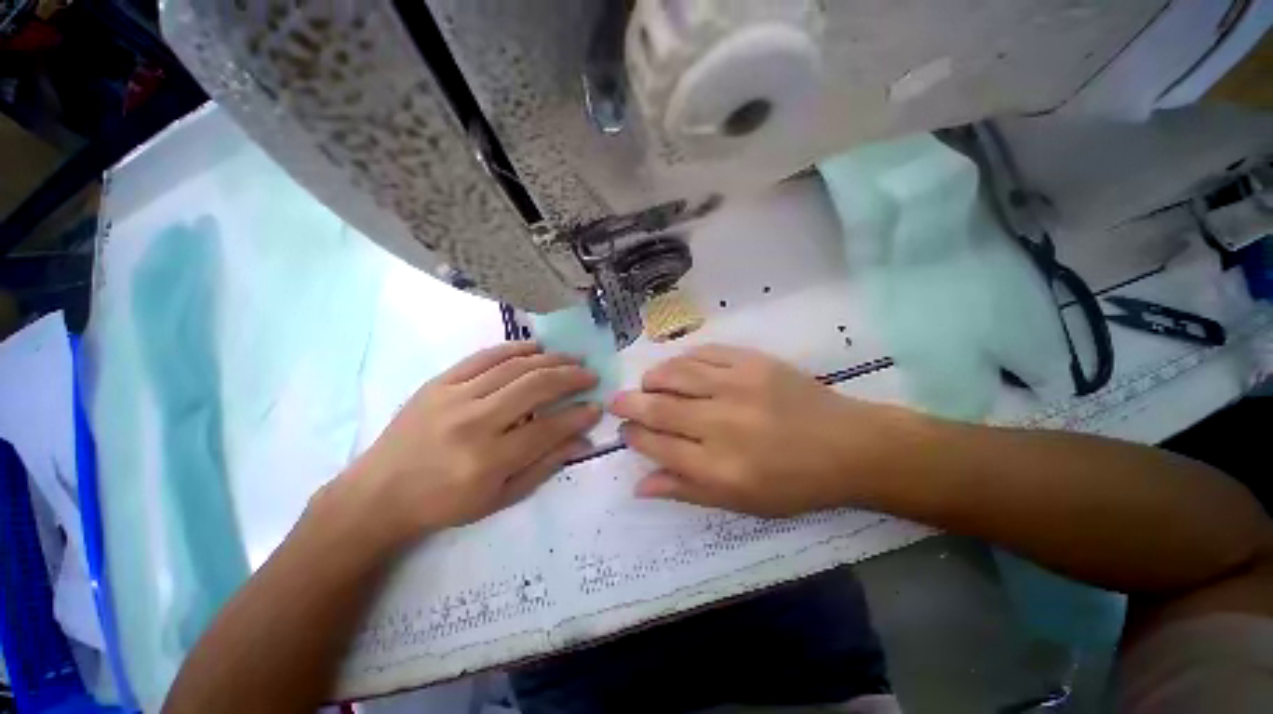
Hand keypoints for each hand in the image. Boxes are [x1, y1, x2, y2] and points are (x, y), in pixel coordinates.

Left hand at [328, 342, 600, 548]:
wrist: (379, 493)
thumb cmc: (445, 503)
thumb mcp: (500, 498)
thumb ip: (545, 465)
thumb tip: (582, 439)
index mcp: (487, 460)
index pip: (547, 428)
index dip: (578, 415)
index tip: (597, 406)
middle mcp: (473, 423)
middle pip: (534, 387)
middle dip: (571, 377)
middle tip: (590, 375)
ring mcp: (453, 397)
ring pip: (514, 367)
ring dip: (550, 359)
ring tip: (572, 358)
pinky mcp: (439, 382)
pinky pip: (484, 356)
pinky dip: (515, 348)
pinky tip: (536, 347)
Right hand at [610, 345, 913, 516]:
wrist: (847, 446)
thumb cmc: (794, 483)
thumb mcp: (740, 503)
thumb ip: (686, 490)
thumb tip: (640, 485)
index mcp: (718, 466)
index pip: (658, 445)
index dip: (634, 436)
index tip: (625, 430)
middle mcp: (721, 423)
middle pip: (659, 407)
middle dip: (629, 403)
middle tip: (617, 401)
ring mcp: (737, 386)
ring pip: (676, 373)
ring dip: (653, 378)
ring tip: (647, 384)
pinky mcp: (752, 362)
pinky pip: (704, 353)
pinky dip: (684, 359)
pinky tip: (679, 367)